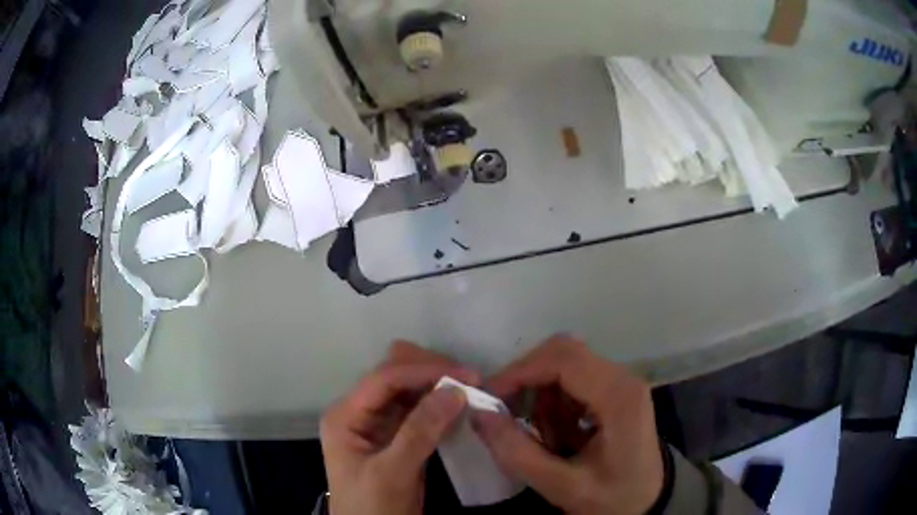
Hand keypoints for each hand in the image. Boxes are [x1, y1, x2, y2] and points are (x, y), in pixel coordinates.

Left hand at [320, 341, 478, 514]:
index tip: (467, 376)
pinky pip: (420, 412)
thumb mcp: (392, 474)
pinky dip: (441, 407)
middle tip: (471, 381)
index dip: (424, 371)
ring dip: (439, 387)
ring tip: (473, 390)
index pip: (384, 379)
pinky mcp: (397, 438)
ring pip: (410, 391)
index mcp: (346, 415)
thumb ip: (419, 433)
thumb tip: (454, 390)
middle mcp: (360, 412)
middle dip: (432, 372)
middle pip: (395, 376)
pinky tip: (462, 408)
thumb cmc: (372, 508)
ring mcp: (379, 424)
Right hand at [472, 337, 663, 514]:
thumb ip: (518, 453)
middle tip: (505, 415)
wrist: (649, 502)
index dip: (520, 371)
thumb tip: (479, 414)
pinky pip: (572, 380)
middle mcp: (622, 377)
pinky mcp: (614, 389)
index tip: (489, 398)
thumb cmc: (613, 498)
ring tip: (544, 439)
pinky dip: (553, 403)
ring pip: (564, 365)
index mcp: (619, 397)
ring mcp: (620, 381)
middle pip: (562, 354)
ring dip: (541, 397)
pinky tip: (559, 435)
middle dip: (527, 381)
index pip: (563, 359)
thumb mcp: (562, 486)